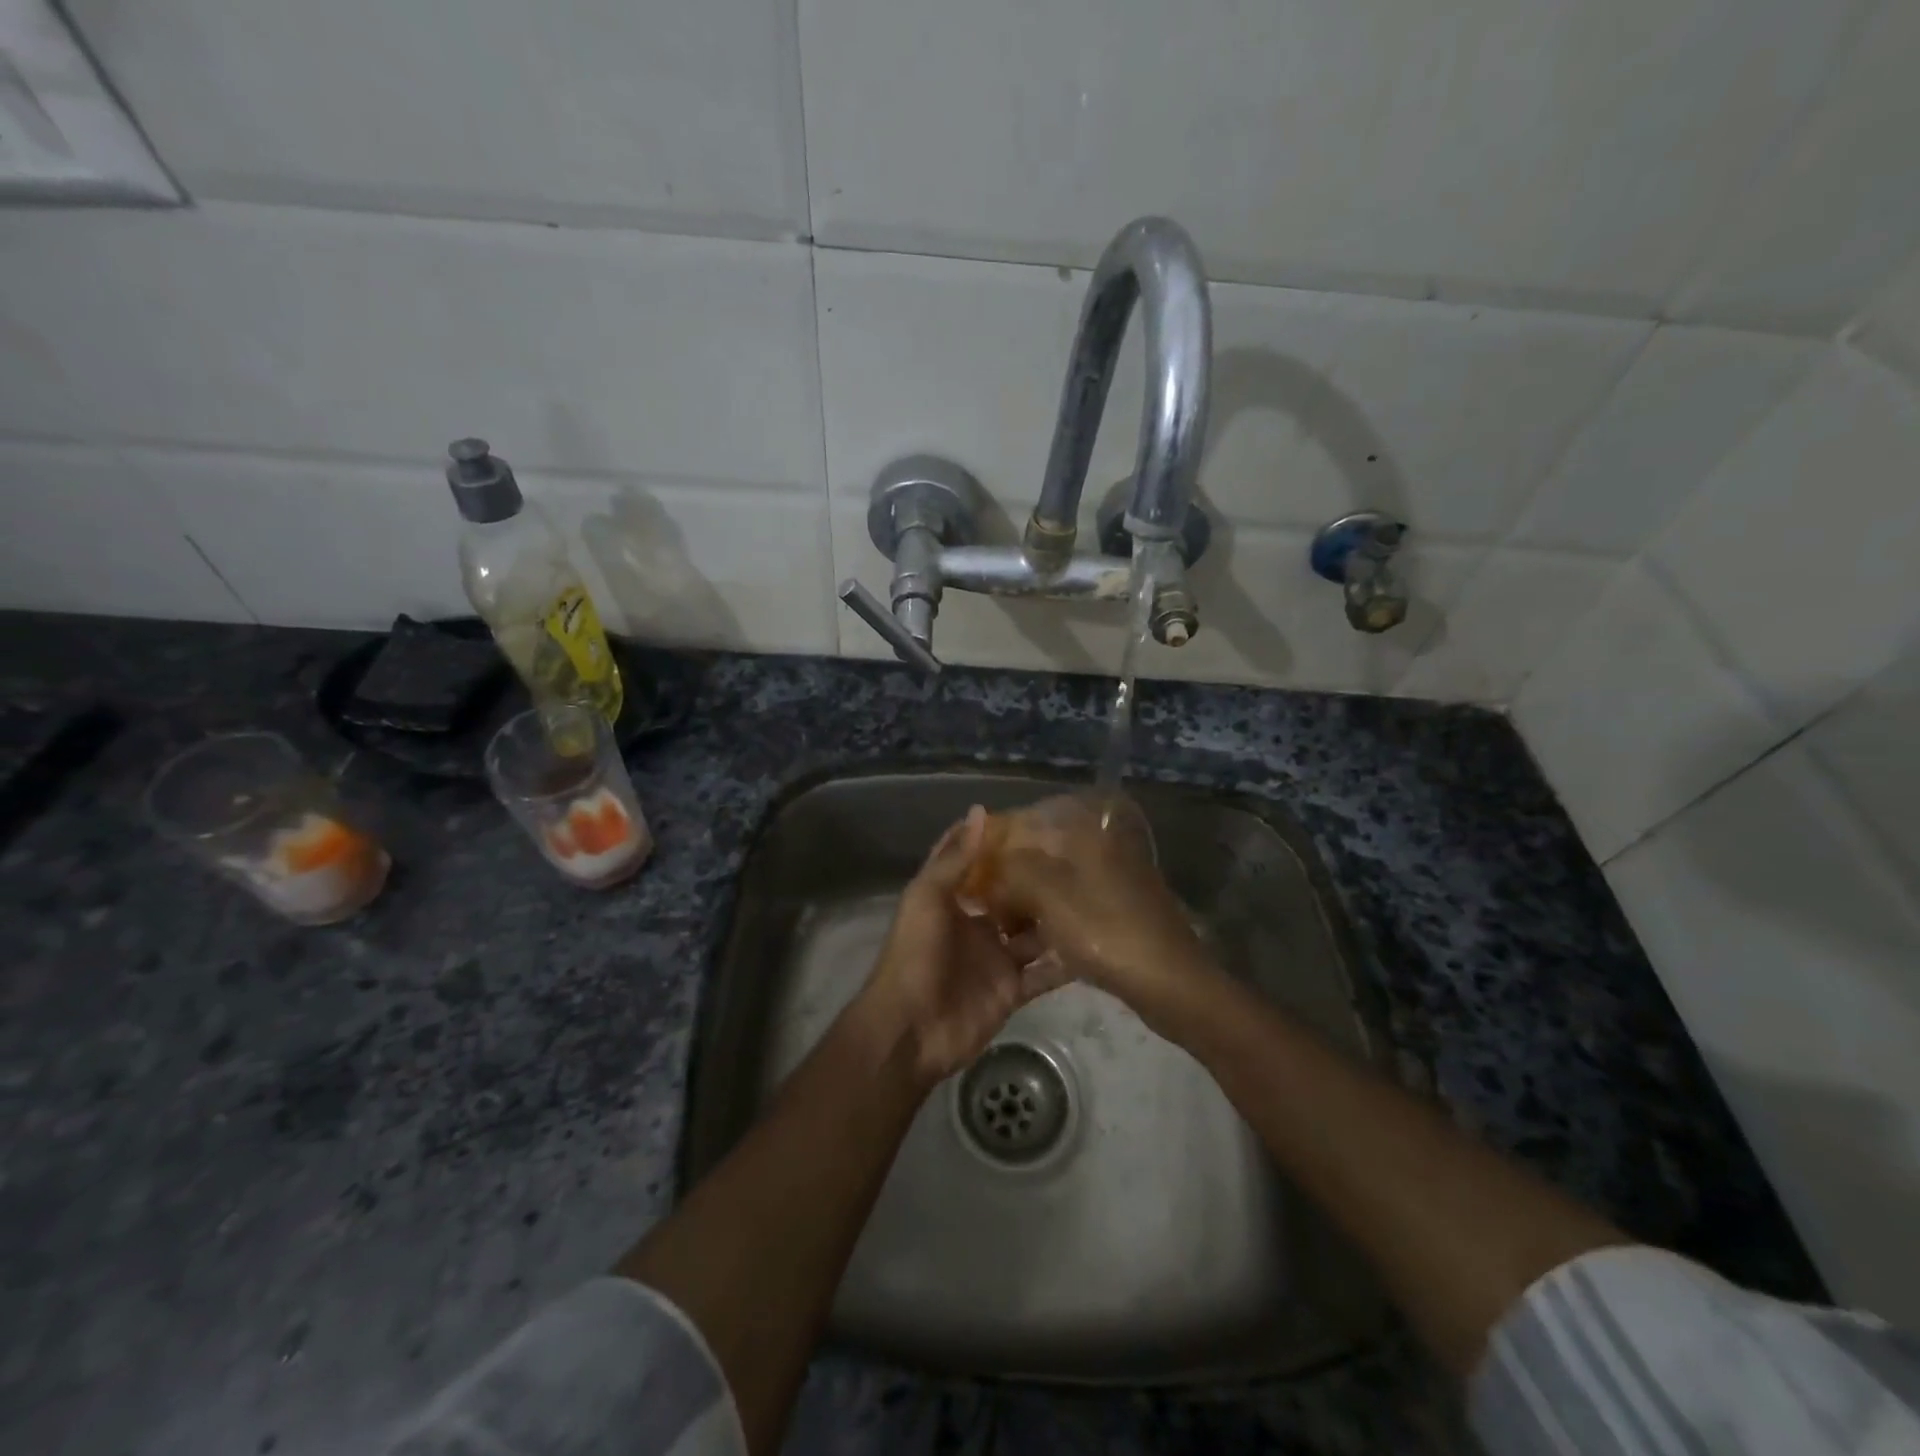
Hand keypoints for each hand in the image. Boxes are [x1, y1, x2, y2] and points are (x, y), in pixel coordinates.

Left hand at [856, 807, 1066, 1085]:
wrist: (911, 1030)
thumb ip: (955, 859)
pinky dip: (1065, 963)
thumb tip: (980, 811)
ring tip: (1093, 892)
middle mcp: (975, 925)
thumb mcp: (928, 897)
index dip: (994, 842)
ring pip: (1033, 933)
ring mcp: (996, 959)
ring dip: (1055, 918)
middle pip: (1009, 897)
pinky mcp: (1012, 990)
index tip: (1028, 818)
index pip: (974, 864)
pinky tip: (1095, 942)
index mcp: (950, 900)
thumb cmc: (914, 954)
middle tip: (1076, 855)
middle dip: (1035, 879)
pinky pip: (1044, 973)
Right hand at [981, 794, 1215, 1032]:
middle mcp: (1100, 849)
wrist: (1172, 984)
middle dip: (1008, 879)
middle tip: (981, 905)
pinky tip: (1028, 950)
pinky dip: (1049, 926)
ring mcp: (1111, 883)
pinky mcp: (1117, 915)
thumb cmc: (1105, 931)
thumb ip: (1010, 872)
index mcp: (1087, 833)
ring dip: (1026, 907)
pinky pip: (1071, 912)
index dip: (995, 843)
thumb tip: (987, 871)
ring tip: (999, 932)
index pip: (1028, 822)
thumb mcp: (1048, 895)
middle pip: (1040, 856)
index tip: (969, 867)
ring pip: (1054, 887)